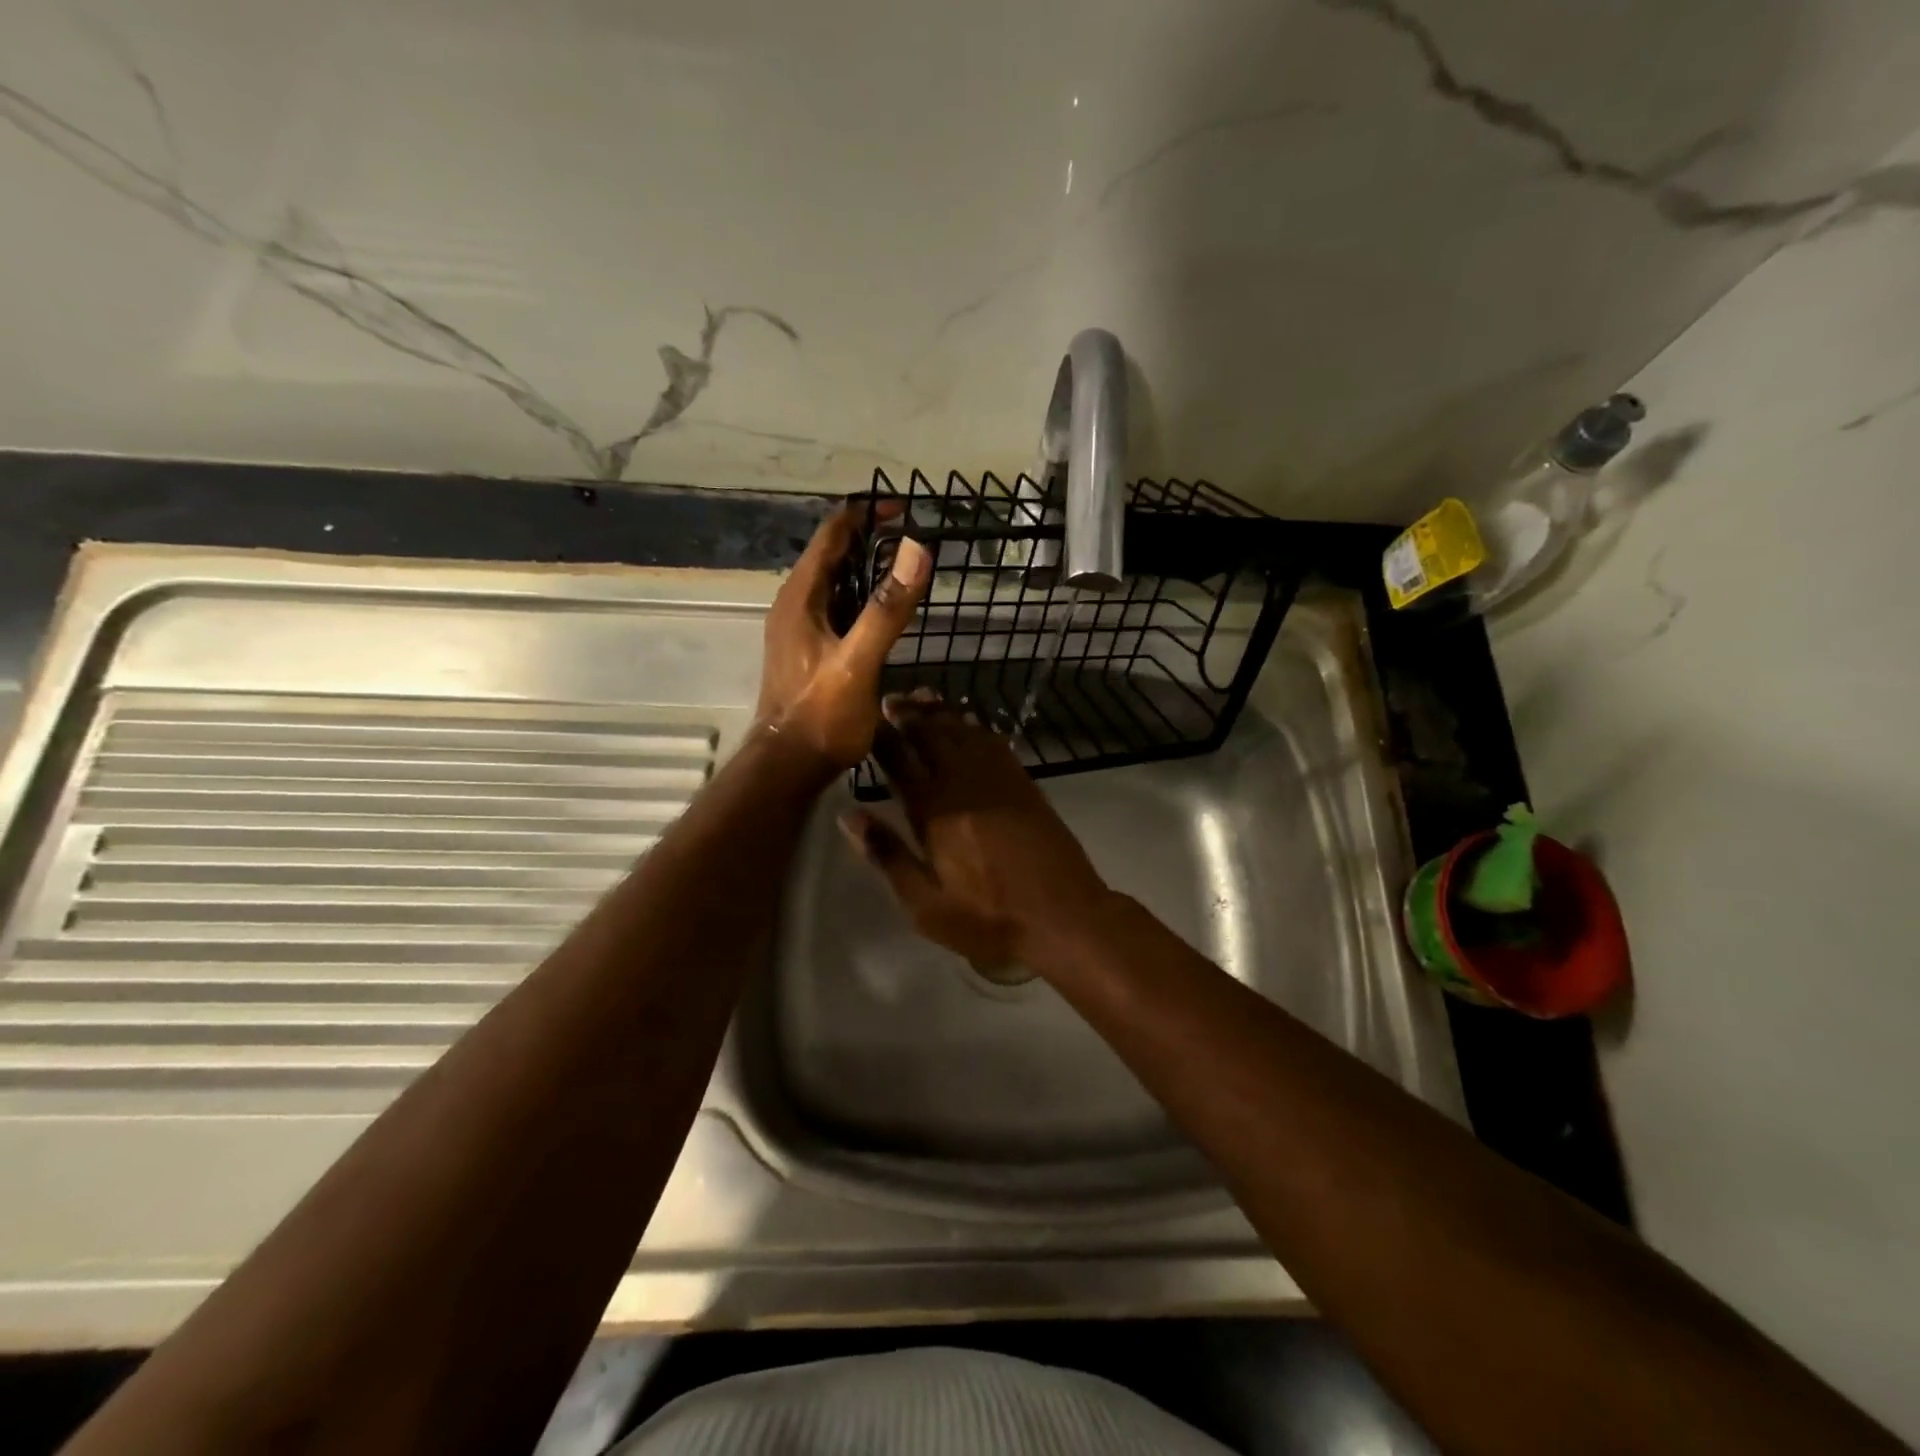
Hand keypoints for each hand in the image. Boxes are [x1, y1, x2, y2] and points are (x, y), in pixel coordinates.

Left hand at [757, 505, 930, 770]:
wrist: (788, 766)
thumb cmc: (822, 716)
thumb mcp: (859, 661)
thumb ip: (887, 609)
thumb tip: (916, 549)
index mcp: (801, 598)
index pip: (831, 535)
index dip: (864, 514)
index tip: (903, 508)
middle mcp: (794, 605)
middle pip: (830, 555)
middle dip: (868, 538)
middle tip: (912, 536)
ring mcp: (798, 629)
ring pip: (833, 583)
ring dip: (864, 568)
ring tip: (903, 566)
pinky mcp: (807, 651)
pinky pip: (835, 608)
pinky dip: (860, 598)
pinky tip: (883, 612)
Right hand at [839, 694, 1111, 974]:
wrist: (1064, 914)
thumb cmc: (989, 917)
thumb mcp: (926, 904)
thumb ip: (888, 855)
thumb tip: (849, 815)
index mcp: (935, 811)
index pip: (900, 760)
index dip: (881, 736)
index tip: (866, 716)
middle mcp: (964, 783)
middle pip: (932, 735)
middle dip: (908, 714)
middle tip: (891, 698)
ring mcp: (998, 778)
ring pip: (963, 731)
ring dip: (940, 712)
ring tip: (920, 697)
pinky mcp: (1023, 782)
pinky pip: (993, 742)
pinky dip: (974, 725)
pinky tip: (966, 721)